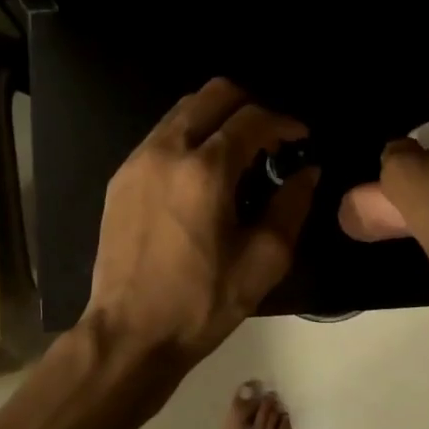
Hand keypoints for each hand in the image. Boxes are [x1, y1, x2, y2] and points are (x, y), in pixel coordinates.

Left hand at [85, 78, 317, 362]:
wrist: (130, 333)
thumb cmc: (202, 303)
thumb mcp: (263, 261)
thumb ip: (291, 206)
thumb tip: (308, 172)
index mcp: (205, 170)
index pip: (252, 118)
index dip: (284, 122)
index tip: (301, 139)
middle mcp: (166, 151)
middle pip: (213, 94)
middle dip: (250, 105)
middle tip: (271, 138)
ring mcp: (137, 161)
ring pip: (183, 110)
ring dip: (218, 119)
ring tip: (240, 154)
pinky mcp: (120, 178)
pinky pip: (161, 136)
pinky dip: (190, 137)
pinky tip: (203, 174)